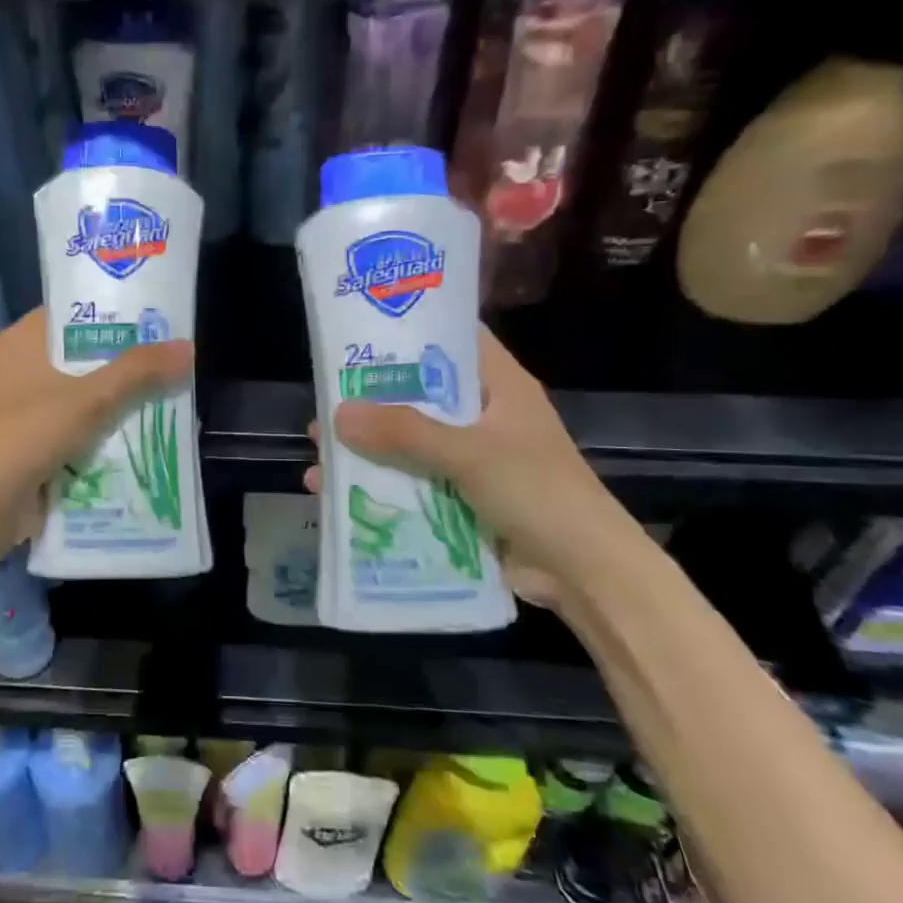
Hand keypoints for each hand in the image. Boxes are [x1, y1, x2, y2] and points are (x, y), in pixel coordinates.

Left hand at [0, 308, 193, 555]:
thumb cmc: (28, 434)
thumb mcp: (90, 398)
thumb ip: (138, 371)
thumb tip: (189, 347)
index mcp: (23, 341)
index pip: (74, 312)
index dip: (113, 312)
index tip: (156, 317)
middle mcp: (22, 368)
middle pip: (84, 356)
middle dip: (126, 362)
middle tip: (174, 360)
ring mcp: (27, 409)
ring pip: (84, 395)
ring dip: (120, 401)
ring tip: (171, 395)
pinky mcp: (34, 443)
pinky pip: (79, 429)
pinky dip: (105, 433)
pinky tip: (145, 435)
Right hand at [306, 326, 636, 594]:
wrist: (584, 572)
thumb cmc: (537, 492)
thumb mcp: (469, 454)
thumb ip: (404, 432)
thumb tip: (337, 414)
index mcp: (500, 386)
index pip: (454, 339)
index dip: (411, 329)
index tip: (360, 330)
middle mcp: (484, 416)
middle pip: (420, 394)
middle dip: (372, 398)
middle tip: (323, 396)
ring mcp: (472, 458)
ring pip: (409, 441)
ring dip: (367, 447)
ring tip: (318, 448)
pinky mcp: (461, 497)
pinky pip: (411, 481)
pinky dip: (377, 485)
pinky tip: (334, 493)